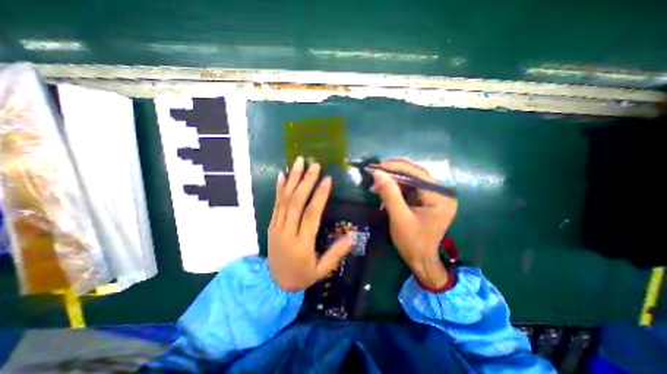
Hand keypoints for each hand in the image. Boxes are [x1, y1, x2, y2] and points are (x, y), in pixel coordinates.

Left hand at [268, 156, 353, 290]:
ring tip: (299, 162)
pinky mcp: (271, 225)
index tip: (327, 179)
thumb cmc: (301, 276)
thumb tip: (352, 236)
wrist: (274, 284)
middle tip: (314, 165)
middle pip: (296, 202)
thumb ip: (336, 253)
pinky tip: (282, 175)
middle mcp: (287, 232)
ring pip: (284, 200)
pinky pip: (275, 204)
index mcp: (301, 244)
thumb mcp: (321, 270)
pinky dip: (279, 188)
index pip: (311, 215)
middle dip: (306, 181)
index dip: (319, 196)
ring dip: (292, 179)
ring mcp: (276, 227)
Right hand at [370, 159, 459, 287]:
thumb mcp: (399, 217)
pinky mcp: (428, 199)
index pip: (417, 173)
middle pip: (415, 175)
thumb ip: (389, 194)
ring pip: (411, 180)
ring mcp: (436, 196)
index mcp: (440, 197)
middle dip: (393, 174)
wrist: (421, 259)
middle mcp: (442, 193)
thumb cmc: (412, 242)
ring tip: (376, 185)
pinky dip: (397, 188)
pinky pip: (411, 188)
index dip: (396, 167)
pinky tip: (385, 190)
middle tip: (374, 174)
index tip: (377, 166)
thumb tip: (377, 172)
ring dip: (393, 181)